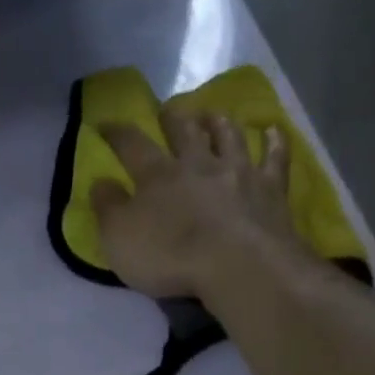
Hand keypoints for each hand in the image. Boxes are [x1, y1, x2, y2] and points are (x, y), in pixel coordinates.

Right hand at [92, 110, 306, 300]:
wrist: (236, 264)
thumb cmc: (170, 256)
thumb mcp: (120, 239)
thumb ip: (107, 209)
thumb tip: (100, 182)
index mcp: (158, 175)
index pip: (131, 145)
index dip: (117, 132)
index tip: (106, 123)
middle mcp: (198, 163)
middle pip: (184, 131)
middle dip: (173, 118)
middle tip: (168, 109)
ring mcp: (238, 172)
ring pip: (228, 137)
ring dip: (219, 123)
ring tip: (213, 114)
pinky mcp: (270, 189)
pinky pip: (274, 158)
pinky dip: (274, 142)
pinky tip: (273, 131)